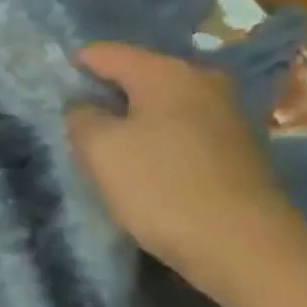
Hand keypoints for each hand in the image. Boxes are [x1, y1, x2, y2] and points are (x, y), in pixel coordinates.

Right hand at [66, 42, 306, 297]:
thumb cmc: (164, 188)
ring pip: (162, 108)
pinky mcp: (241, 152)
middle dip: (107, 98)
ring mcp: (227, 116)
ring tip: (113, 156)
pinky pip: (185, 134)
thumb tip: (85, 108)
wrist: (252, 253)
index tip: (55, 99)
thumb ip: (80, 117)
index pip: (103, 53)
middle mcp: (200, 81)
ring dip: (136, 125)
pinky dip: (163, 145)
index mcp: (164, 71)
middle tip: (82, 130)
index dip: (73, 70)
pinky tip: (152, 174)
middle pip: (136, 78)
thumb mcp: (100, 150)